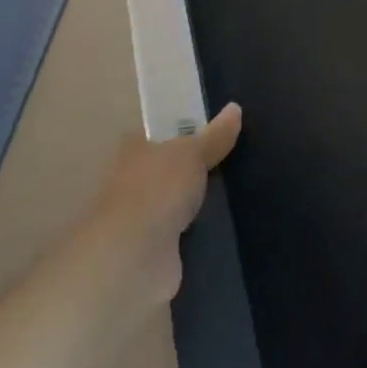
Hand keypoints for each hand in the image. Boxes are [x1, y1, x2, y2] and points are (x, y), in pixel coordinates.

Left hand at [84, 103, 241, 305]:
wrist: (133, 259)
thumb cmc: (158, 189)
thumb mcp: (193, 152)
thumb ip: (214, 135)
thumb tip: (235, 108)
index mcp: (135, 149)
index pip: (160, 132)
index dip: (184, 130)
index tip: (215, 130)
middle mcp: (132, 180)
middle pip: (168, 168)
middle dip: (193, 168)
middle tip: (232, 160)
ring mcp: (140, 218)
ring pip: (174, 202)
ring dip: (195, 203)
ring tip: (234, 193)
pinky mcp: (151, 251)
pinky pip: (180, 233)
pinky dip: (196, 232)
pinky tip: (222, 226)